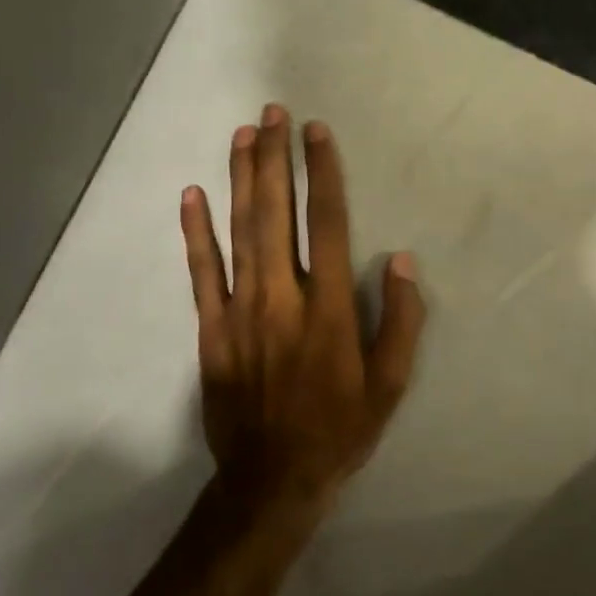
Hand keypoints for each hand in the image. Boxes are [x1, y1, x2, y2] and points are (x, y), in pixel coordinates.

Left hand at [180, 107, 424, 517]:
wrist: (271, 482)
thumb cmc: (339, 428)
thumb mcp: (390, 385)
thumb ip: (402, 321)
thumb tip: (403, 261)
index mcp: (329, 309)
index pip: (328, 223)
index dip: (324, 173)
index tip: (318, 133)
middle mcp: (282, 297)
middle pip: (277, 213)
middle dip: (276, 158)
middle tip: (273, 114)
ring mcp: (240, 311)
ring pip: (240, 231)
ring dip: (242, 179)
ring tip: (242, 135)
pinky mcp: (210, 330)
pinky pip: (201, 272)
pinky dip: (196, 232)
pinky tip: (192, 195)